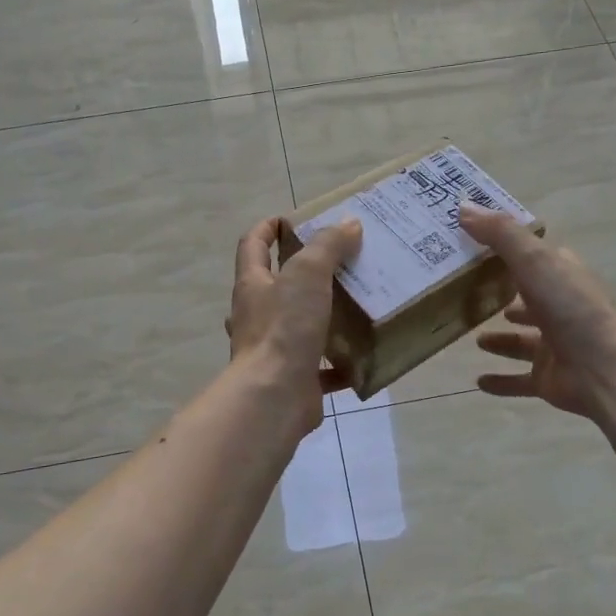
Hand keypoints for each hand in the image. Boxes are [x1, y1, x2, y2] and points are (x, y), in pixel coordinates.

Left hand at [227, 215, 362, 434]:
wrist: (275, 396)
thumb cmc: (285, 328)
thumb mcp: (308, 274)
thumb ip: (327, 246)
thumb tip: (348, 224)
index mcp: (253, 285)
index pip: (252, 246)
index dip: (267, 228)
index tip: (290, 219)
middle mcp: (256, 316)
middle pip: (274, 286)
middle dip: (300, 274)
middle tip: (336, 263)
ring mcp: (271, 350)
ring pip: (296, 326)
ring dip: (320, 317)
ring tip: (353, 306)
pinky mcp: (292, 379)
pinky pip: (318, 368)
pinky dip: (338, 364)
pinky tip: (362, 357)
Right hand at [458, 203, 615, 420]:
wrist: (602, 367)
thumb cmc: (570, 307)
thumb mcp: (533, 260)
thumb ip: (500, 234)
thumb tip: (463, 207)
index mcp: (561, 276)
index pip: (536, 257)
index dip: (511, 250)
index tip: (477, 246)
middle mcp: (560, 308)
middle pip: (529, 298)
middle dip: (505, 296)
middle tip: (469, 294)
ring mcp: (555, 345)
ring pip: (523, 340)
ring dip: (502, 339)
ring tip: (474, 336)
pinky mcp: (548, 378)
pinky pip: (520, 380)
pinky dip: (501, 380)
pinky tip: (478, 381)